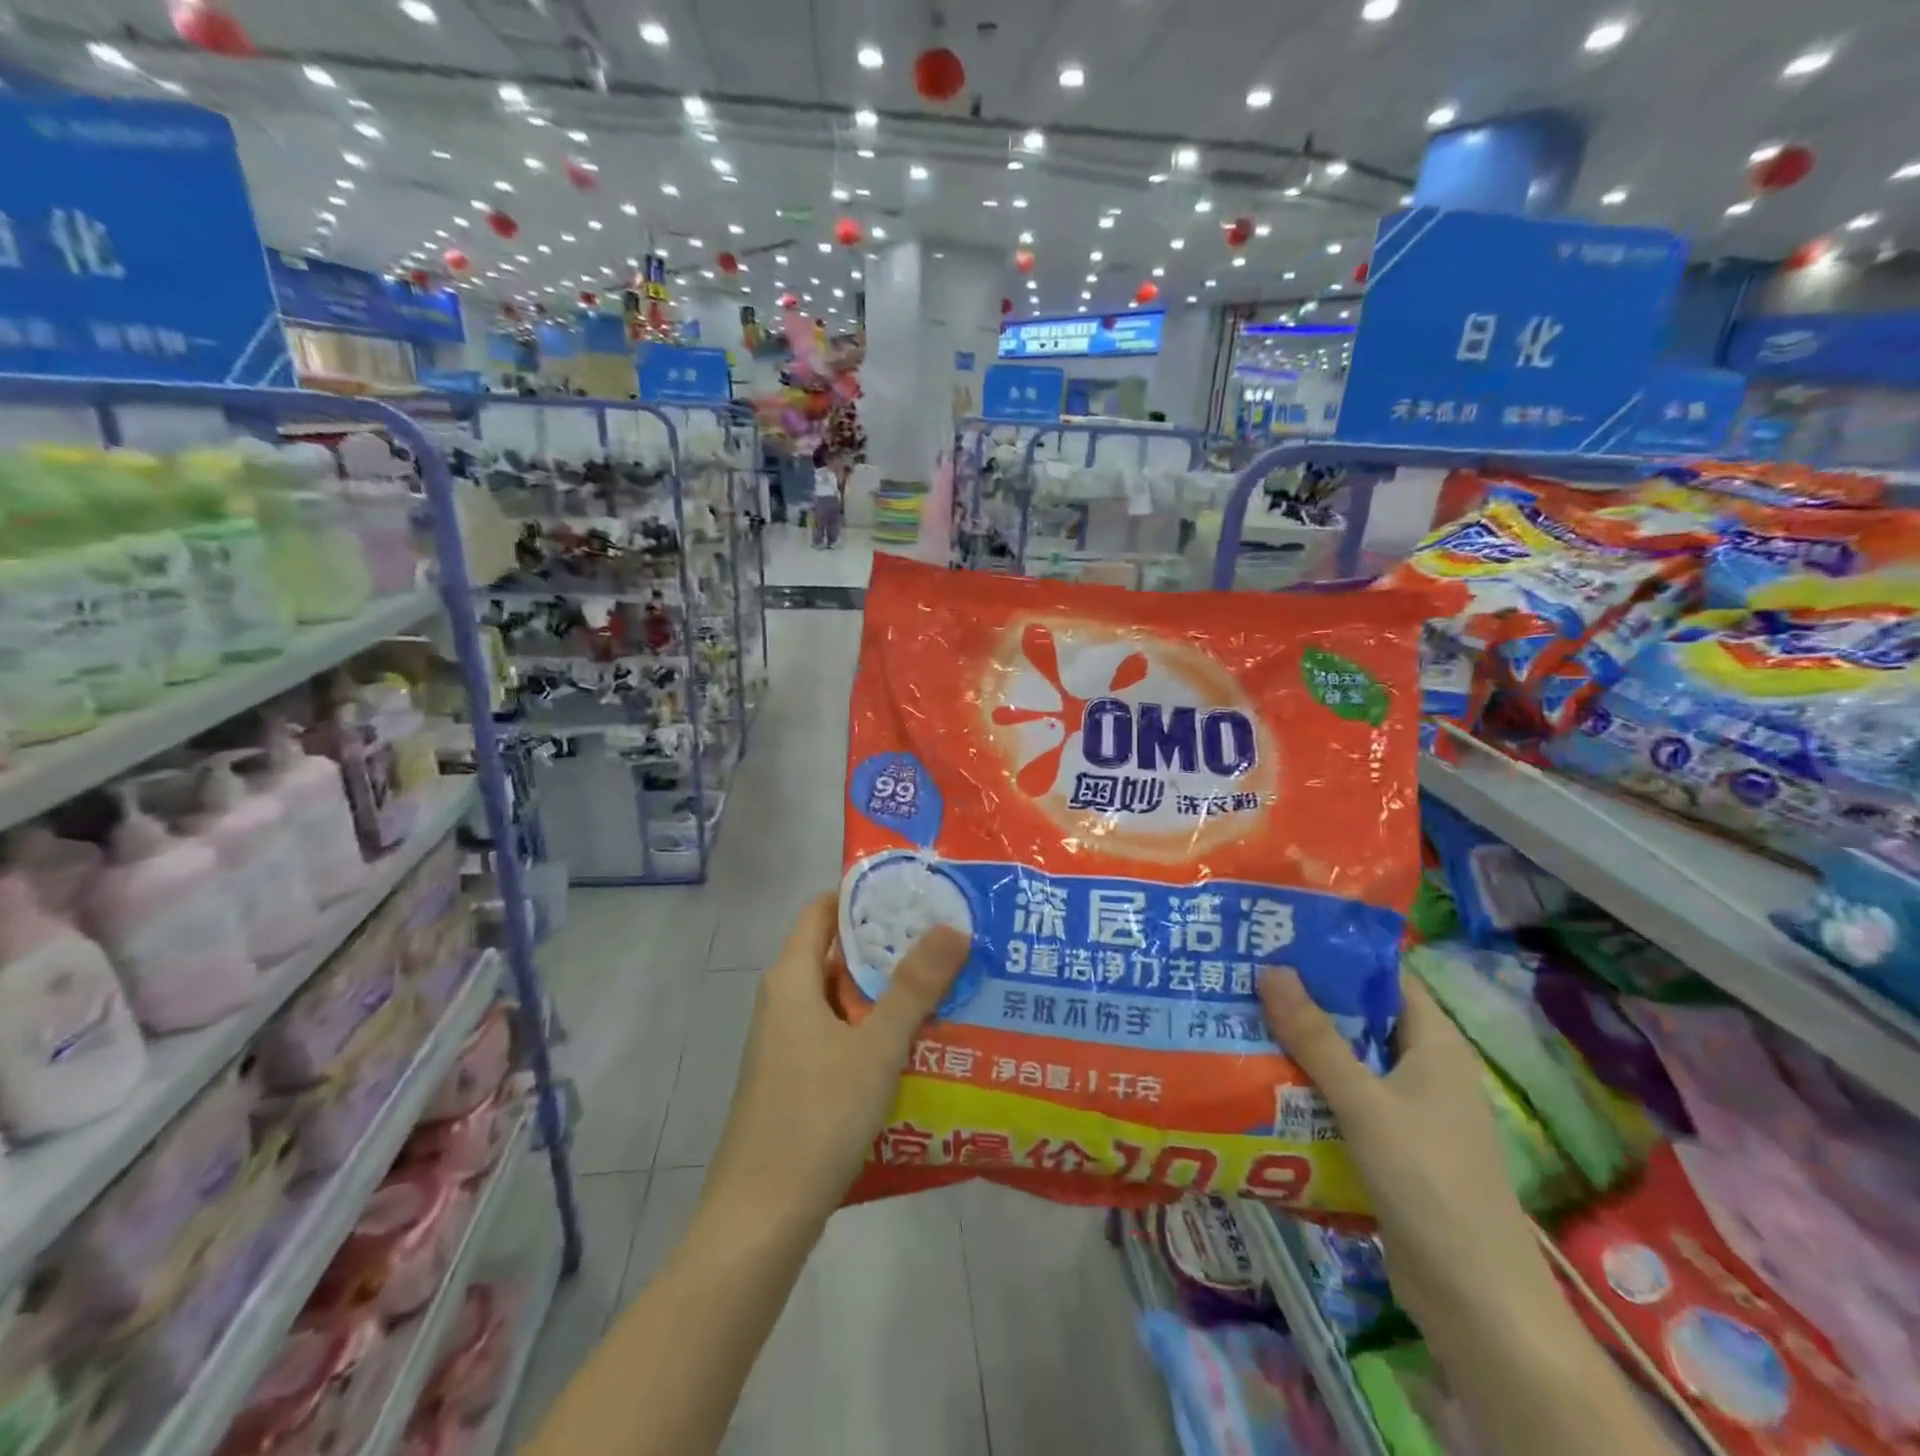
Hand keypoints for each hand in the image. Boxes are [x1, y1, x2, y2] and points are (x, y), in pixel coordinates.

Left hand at [703, 894, 968, 1235]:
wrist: (760, 1220)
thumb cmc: (815, 1117)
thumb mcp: (875, 1047)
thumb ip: (914, 986)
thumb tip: (952, 925)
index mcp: (792, 978)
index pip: (824, 909)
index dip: (866, 894)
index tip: (918, 890)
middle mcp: (786, 1000)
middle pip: (839, 951)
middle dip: (891, 942)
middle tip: (948, 933)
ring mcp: (789, 1042)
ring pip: (845, 996)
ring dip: (889, 988)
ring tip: (947, 979)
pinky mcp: (799, 1077)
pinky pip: (842, 1032)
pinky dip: (877, 1026)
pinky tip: (921, 1040)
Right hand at [1257, 970, 1563, 1334]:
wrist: (1475, 1299)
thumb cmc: (1429, 1182)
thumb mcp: (1364, 1102)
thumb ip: (1316, 1038)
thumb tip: (1271, 969)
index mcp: (1435, 1044)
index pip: (1385, 976)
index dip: (1338, 952)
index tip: (1281, 937)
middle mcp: (1424, 1069)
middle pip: (1360, 1017)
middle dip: (1306, 999)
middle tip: (1245, 976)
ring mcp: (1408, 1111)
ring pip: (1347, 1061)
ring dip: (1301, 1046)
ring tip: (1240, 1019)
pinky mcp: (1390, 1147)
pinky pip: (1343, 1101)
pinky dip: (1308, 1088)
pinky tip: (1262, 1081)